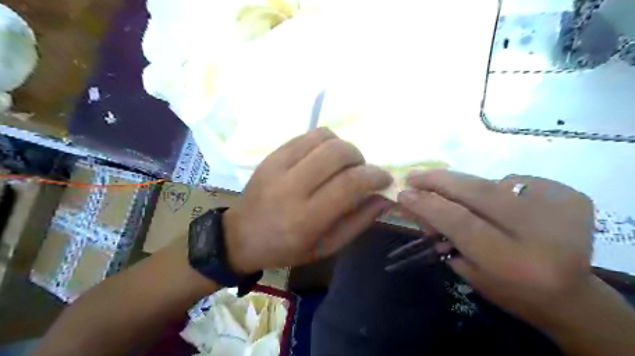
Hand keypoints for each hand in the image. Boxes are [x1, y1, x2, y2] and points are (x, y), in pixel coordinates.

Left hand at [222, 127, 392, 272]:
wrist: (241, 236)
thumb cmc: (287, 249)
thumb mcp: (327, 247)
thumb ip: (358, 222)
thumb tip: (384, 197)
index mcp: (307, 218)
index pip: (350, 184)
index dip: (374, 176)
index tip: (384, 178)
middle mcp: (292, 188)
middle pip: (338, 153)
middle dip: (359, 158)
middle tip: (360, 171)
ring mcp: (278, 167)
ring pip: (323, 138)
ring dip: (343, 147)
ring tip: (341, 164)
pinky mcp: (271, 156)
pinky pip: (306, 136)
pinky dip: (324, 142)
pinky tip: (323, 158)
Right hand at [396, 171, 595, 326]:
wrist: (570, 295)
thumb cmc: (510, 290)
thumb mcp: (468, 271)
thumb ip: (443, 234)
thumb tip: (419, 201)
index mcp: (514, 263)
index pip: (460, 221)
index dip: (428, 204)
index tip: (403, 193)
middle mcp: (542, 233)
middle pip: (478, 192)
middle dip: (440, 180)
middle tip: (415, 176)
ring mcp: (561, 209)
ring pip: (492, 182)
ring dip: (464, 186)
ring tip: (449, 193)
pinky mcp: (570, 196)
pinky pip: (514, 181)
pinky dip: (495, 189)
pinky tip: (495, 205)